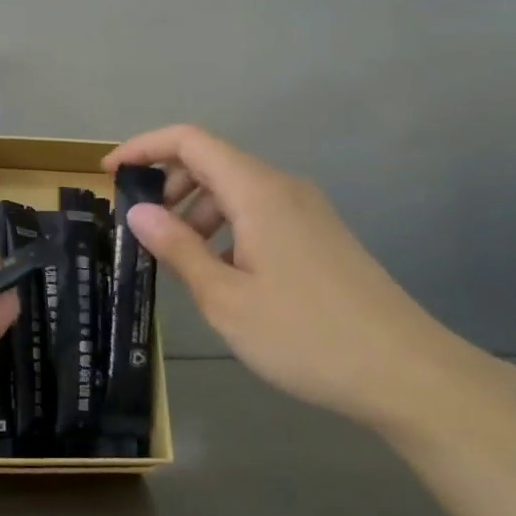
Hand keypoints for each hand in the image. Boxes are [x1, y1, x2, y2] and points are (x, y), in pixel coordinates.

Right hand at [105, 125, 476, 428]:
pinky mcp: (319, 237)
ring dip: (195, 211)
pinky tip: (220, 273)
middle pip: (212, 162)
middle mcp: (283, 189)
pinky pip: (258, 214)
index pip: (190, 141)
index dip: (144, 147)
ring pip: (235, 190)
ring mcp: (307, 212)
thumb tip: (138, 212)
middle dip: (167, 185)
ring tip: (176, 258)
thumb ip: (178, 248)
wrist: (406, 374)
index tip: (109, 174)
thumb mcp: (225, 297)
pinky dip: (225, 228)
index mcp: (258, 192)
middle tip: (140, 229)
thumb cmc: (305, 335)